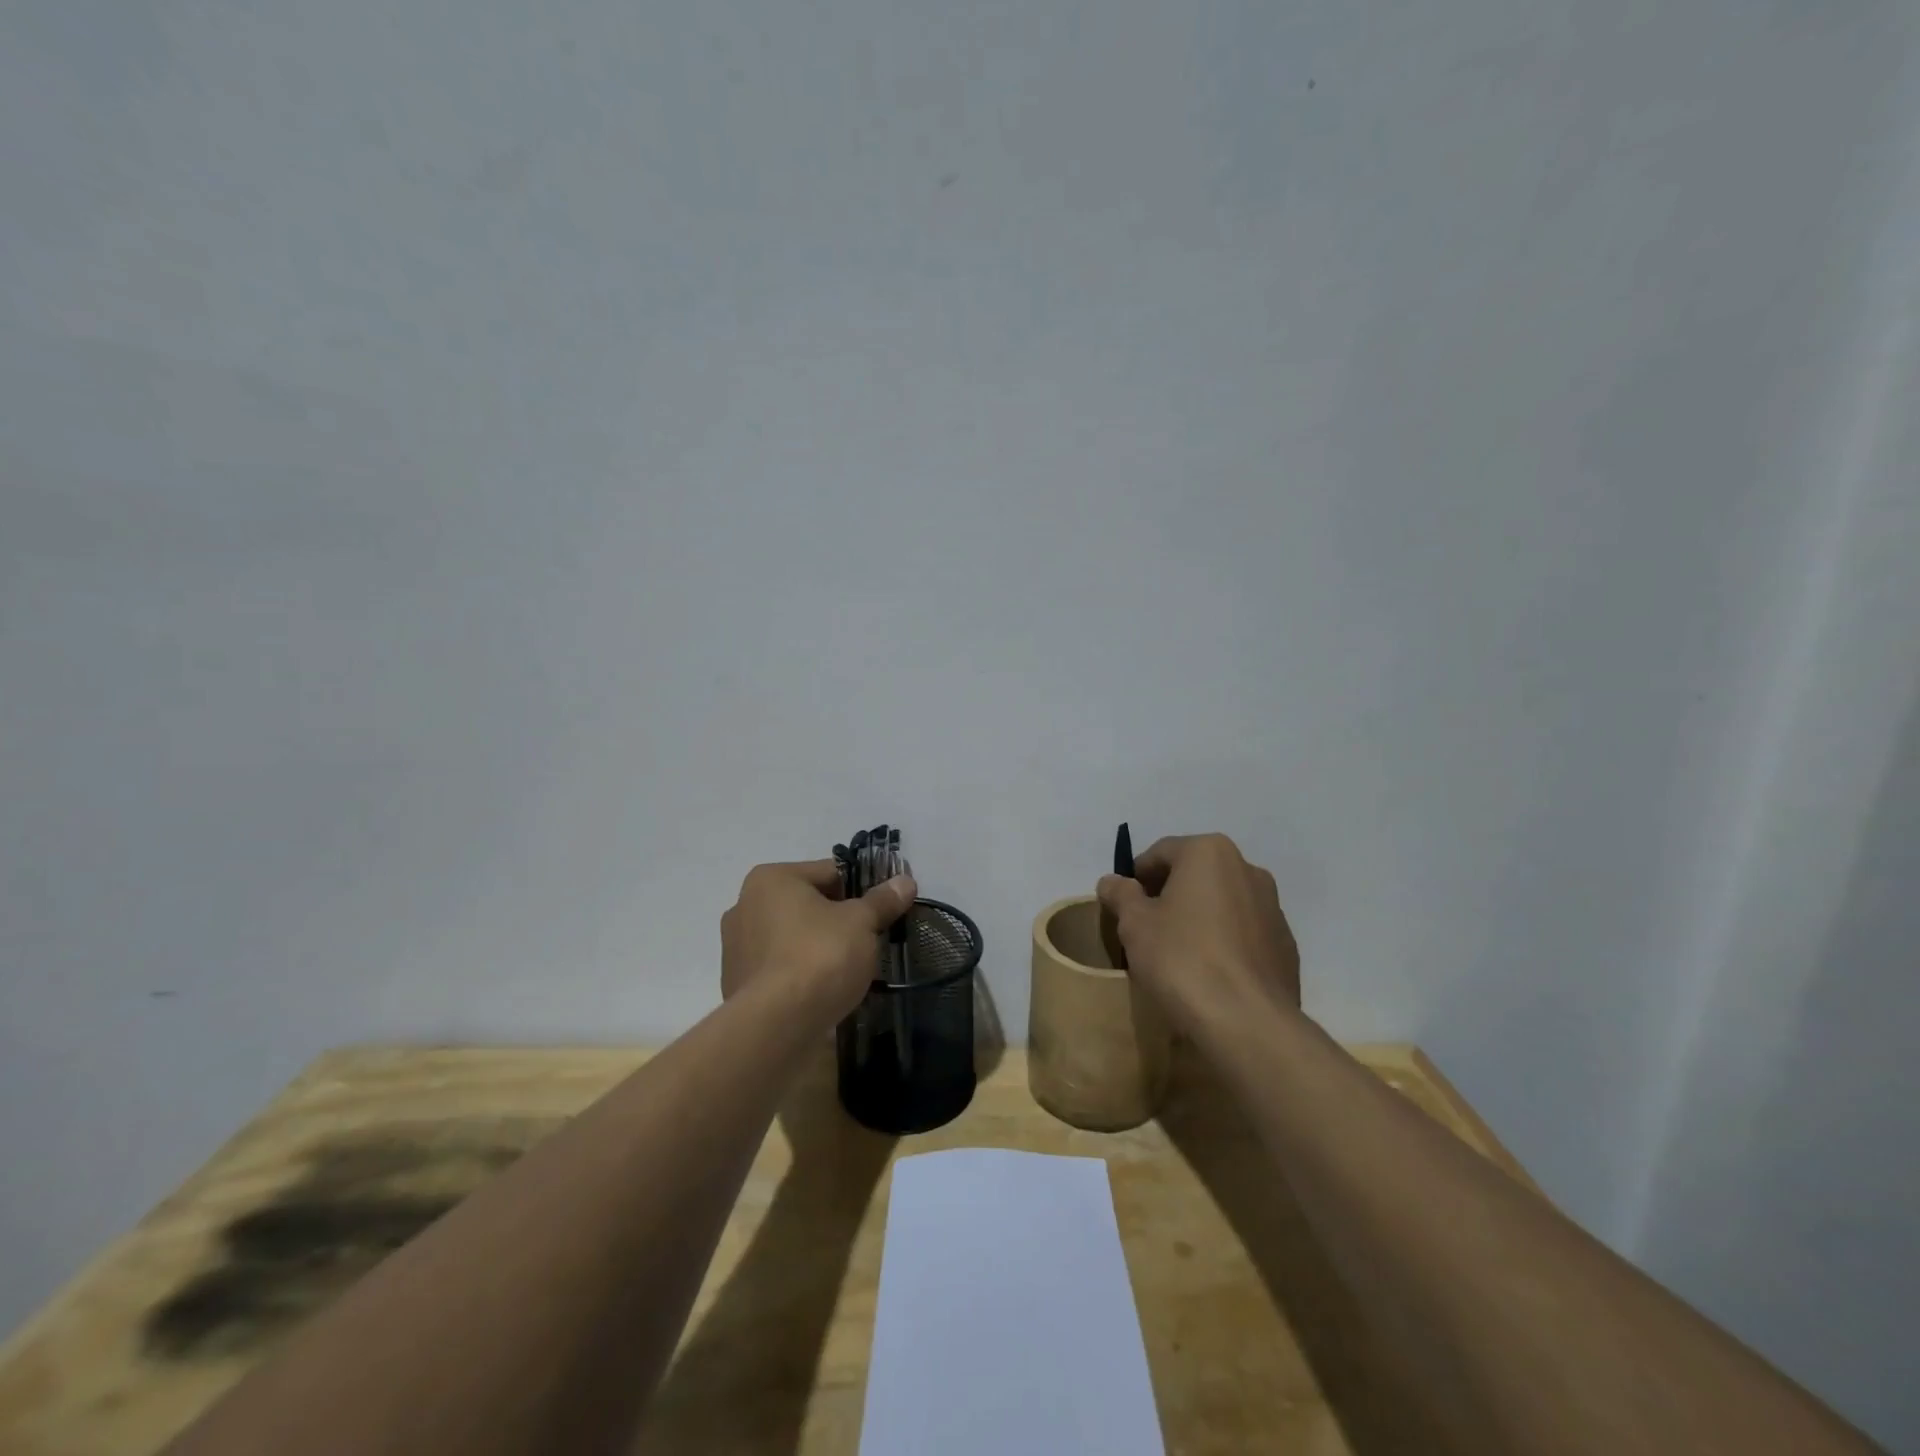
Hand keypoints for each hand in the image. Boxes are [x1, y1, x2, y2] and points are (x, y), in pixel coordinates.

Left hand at [721, 860, 917, 1023]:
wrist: (777, 1025)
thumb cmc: (820, 956)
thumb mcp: (861, 923)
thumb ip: (882, 901)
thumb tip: (905, 881)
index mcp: (771, 879)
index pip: (828, 872)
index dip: (861, 889)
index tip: (882, 909)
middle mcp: (744, 905)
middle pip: (807, 904)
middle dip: (837, 919)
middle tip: (868, 940)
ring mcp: (736, 947)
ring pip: (792, 937)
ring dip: (817, 947)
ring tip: (848, 968)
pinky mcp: (736, 984)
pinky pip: (779, 967)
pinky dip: (800, 973)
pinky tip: (822, 990)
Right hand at [1096, 833, 1299, 1037]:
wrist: (1248, 1022)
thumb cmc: (1182, 959)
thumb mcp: (1134, 924)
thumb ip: (1121, 894)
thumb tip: (1112, 881)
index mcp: (1209, 853)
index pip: (1160, 853)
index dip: (1136, 877)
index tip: (1123, 906)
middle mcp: (1247, 869)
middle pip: (1194, 874)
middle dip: (1169, 895)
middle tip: (1146, 928)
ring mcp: (1273, 908)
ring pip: (1221, 903)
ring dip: (1198, 917)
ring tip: (1177, 953)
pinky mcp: (1286, 945)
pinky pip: (1243, 933)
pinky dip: (1224, 942)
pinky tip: (1209, 974)